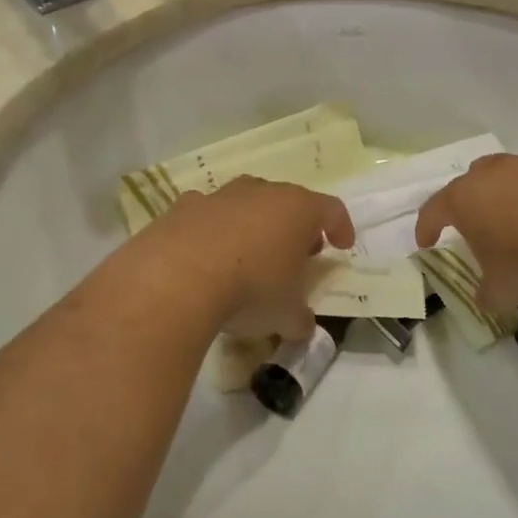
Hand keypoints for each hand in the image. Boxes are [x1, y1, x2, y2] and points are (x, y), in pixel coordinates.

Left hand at [130, 176, 354, 341]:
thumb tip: (302, 325)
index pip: (332, 209)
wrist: (176, 279)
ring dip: (253, 224)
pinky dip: (213, 230)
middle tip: (296, 255)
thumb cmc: (249, 290)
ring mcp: (221, 195)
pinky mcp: (184, 206)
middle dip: (296, 226)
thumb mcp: (285, 315)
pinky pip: (208, 215)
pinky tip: (205, 257)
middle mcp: (262, 192)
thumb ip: (300, 318)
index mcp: (298, 209)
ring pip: (246, 203)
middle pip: (289, 202)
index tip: (341, 247)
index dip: (341, 227)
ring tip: (249, 256)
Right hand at [414, 154, 517, 311]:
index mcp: (463, 199)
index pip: (433, 210)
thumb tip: (486, 296)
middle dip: (469, 200)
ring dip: (510, 200)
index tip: (426, 243)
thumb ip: (487, 292)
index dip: (427, 227)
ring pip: (509, 179)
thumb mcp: (500, 290)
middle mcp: (491, 176)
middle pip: (471, 180)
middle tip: (474, 223)